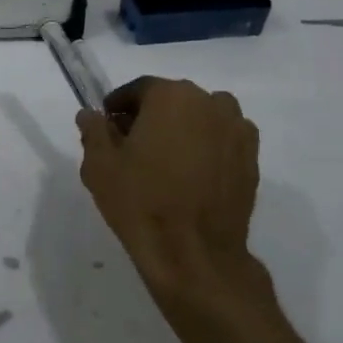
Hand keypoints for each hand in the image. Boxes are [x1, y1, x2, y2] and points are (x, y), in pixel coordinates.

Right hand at [77, 78, 279, 342]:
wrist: (193, 253)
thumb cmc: (140, 202)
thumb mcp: (100, 166)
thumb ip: (93, 131)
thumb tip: (90, 114)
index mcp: (170, 95)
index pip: (138, 90)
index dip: (118, 107)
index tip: (107, 127)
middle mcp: (209, 102)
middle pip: (172, 101)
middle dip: (151, 117)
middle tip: (132, 147)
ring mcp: (237, 129)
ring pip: (201, 118)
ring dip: (183, 130)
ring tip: (166, 162)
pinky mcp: (252, 157)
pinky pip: (222, 140)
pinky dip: (207, 148)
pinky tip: (192, 175)